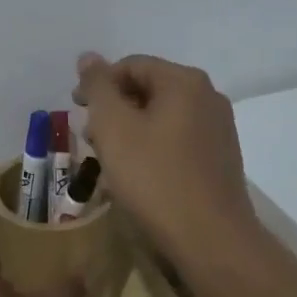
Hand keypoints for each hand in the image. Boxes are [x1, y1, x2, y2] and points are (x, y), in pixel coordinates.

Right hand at [73, 51, 258, 262]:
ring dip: (130, 130)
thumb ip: (98, 87)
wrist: (211, 239)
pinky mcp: (220, 158)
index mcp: (184, 82)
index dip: (98, 84)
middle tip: (90, 138)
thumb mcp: (114, 127)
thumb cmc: (155, 178)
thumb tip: (88, 57)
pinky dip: (152, 147)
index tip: (76, 110)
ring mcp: (219, 128)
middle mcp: (208, 96)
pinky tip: (137, 174)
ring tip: (108, 159)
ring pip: (162, 116)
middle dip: (113, 109)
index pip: (131, 65)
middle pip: (148, 89)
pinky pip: (177, 139)